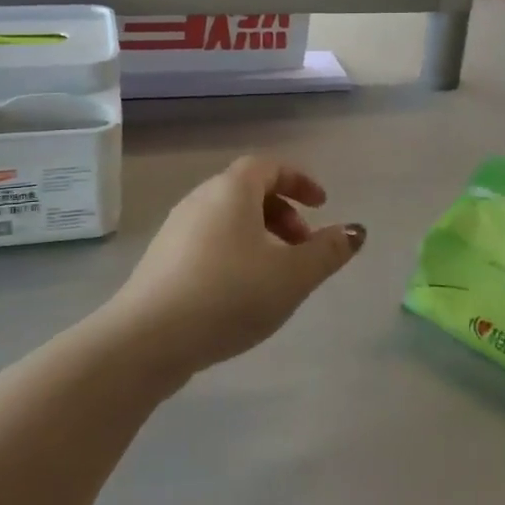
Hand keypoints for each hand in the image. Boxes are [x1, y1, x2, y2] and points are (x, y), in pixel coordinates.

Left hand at [105, 157, 365, 380]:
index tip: (322, 205)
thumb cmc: (229, 295)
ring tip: (277, 274)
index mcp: (232, 190)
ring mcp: (176, 228)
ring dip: (260, 235)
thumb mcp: (292, 275)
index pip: (269, 165)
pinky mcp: (162, 259)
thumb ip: (328, 251)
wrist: (148, 339)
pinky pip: (209, 240)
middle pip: (248, 191)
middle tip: (303, 246)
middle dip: (283, 213)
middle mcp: (201, 199)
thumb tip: (356, 230)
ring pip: (228, 219)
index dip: (299, 180)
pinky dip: (235, 251)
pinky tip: (241, 293)